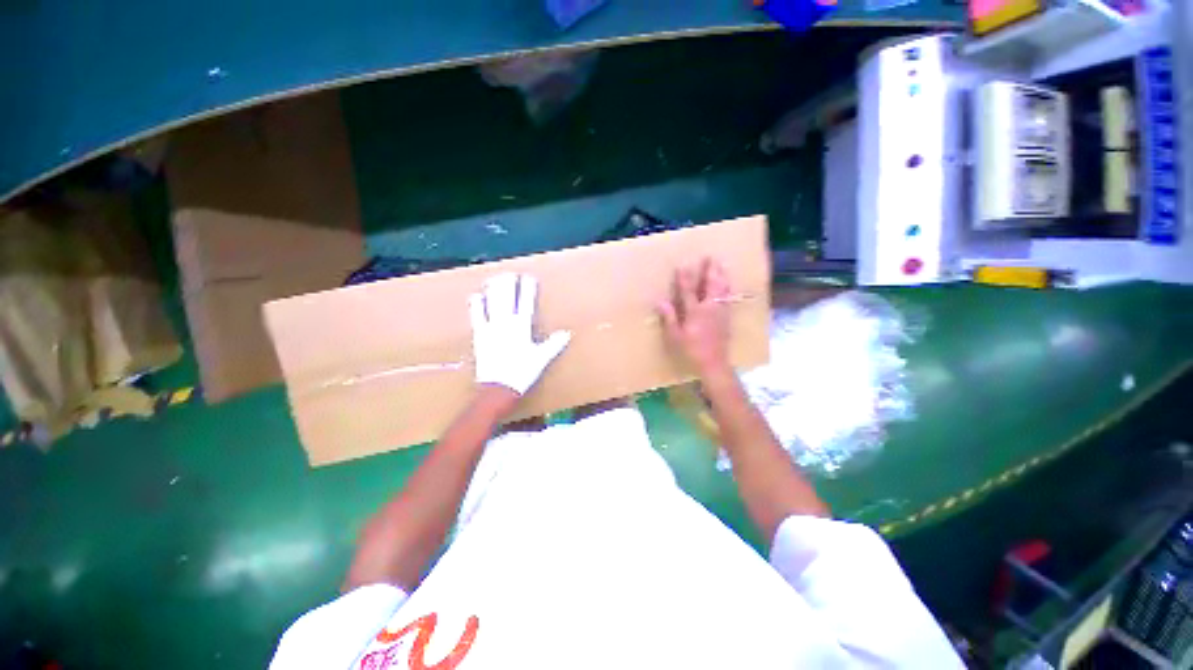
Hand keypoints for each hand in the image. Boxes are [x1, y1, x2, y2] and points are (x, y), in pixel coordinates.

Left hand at [469, 274, 571, 396]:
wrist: (498, 387)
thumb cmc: (522, 373)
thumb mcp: (542, 359)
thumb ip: (553, 344)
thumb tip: (566, 333)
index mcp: (522, 327)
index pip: (526, 302)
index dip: (527, 289)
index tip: (528, 278)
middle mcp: (506, 323)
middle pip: (507, 298)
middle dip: (509, 284)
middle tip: (510, 273)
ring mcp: (491, 328)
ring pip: (492, 303)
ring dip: (494, 289)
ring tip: (495, 278)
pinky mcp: (480, 335)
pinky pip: (477, 316)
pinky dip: (477, 305)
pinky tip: (476, 296)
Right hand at [657, 259, 731, 378]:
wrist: (714, 364)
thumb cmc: (692, 350)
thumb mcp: (676, 336)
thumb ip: (670, 318)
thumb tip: (661, 302)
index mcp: (696, 312)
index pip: (688, 290)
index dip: (685, 278)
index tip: (682, 265)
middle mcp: (710, 308)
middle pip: (711, 285)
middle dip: (711, 271)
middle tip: (712, 258)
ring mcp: (721, 312)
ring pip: (723, 290)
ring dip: (722, 276)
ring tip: (723, 266)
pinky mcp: (727, 318)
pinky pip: (729, 299)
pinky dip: (728, 289)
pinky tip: (729, 286)